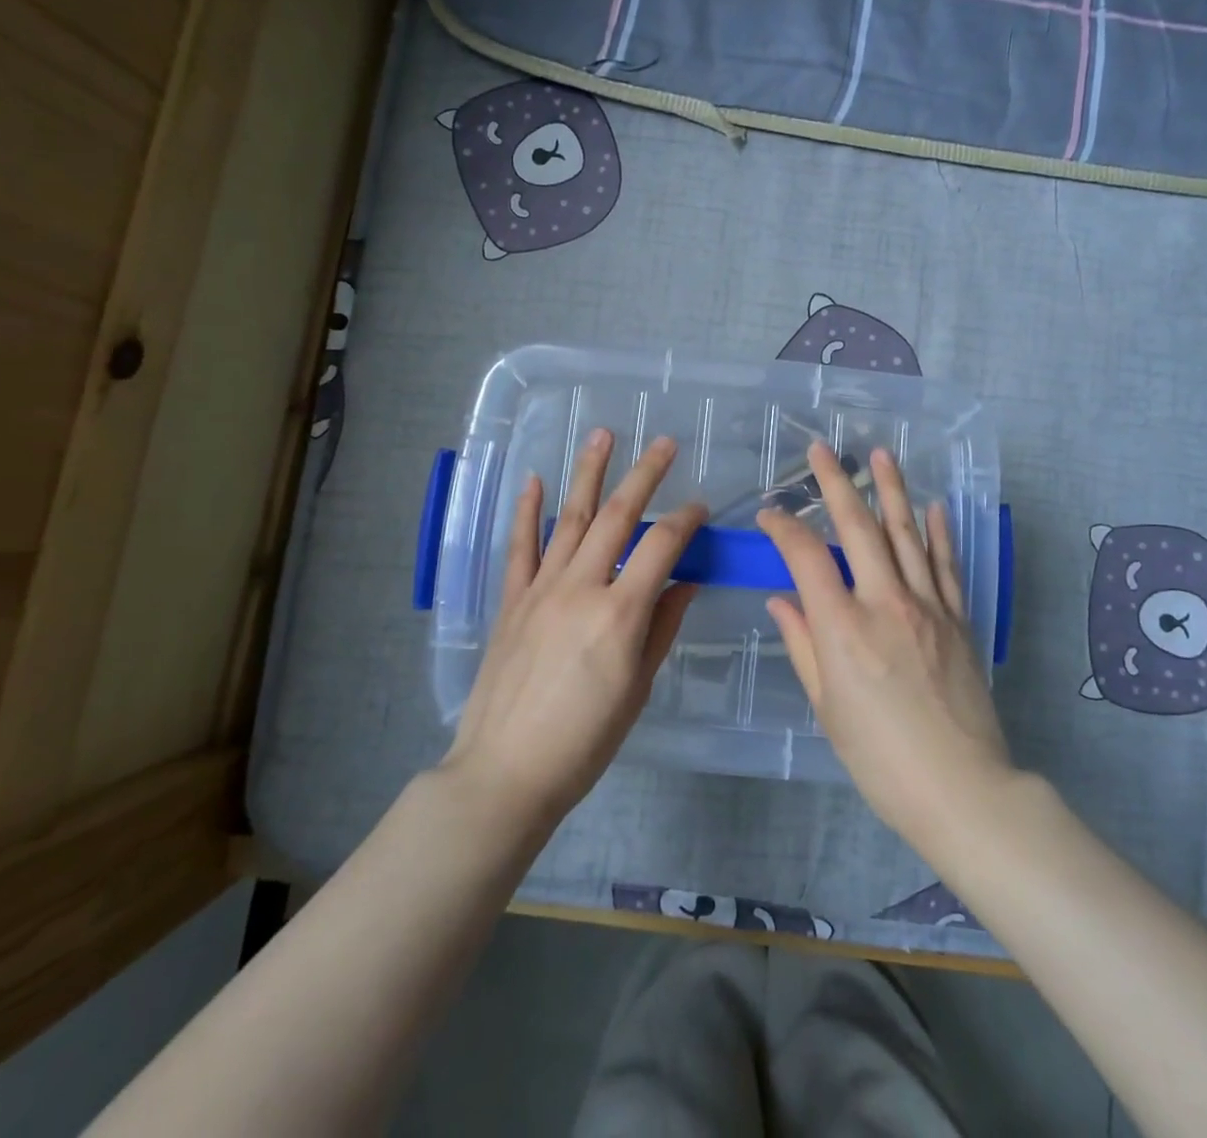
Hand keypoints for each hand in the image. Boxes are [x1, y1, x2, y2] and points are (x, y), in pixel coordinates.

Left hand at [441, 430, 705, 827]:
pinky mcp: (512, 600)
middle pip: (618, 518)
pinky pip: (521, 546)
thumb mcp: (637, 689)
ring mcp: (541, 589)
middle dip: (644, 475)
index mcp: (620, 614)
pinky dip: (527, 511)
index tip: (700, 506)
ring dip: (589, 473)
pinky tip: (534, 480)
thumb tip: (684, 583)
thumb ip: (662, 628)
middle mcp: (581, 588)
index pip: (662, 547)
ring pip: (571, 518)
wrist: (506, 771)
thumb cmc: (584, 742)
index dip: (685, 520)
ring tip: (603, 435)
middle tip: (664, 443)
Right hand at [758, 441, 1010, 844]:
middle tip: (821, 450)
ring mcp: (928, 606)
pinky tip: (932, 507)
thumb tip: (782, 600)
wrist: (962, 789)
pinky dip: (938, 532)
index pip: (806, 556)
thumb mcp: (827, 707)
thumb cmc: (880, 757)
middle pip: (858, 527)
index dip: (784, 528)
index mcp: (842, 626)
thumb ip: (803, 645)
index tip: (769, 515)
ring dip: (892, 490)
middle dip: (837, 483)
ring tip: (881, 455)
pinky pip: (945, 565)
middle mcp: (885, 602)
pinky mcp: (958, 619)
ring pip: (906, 533)